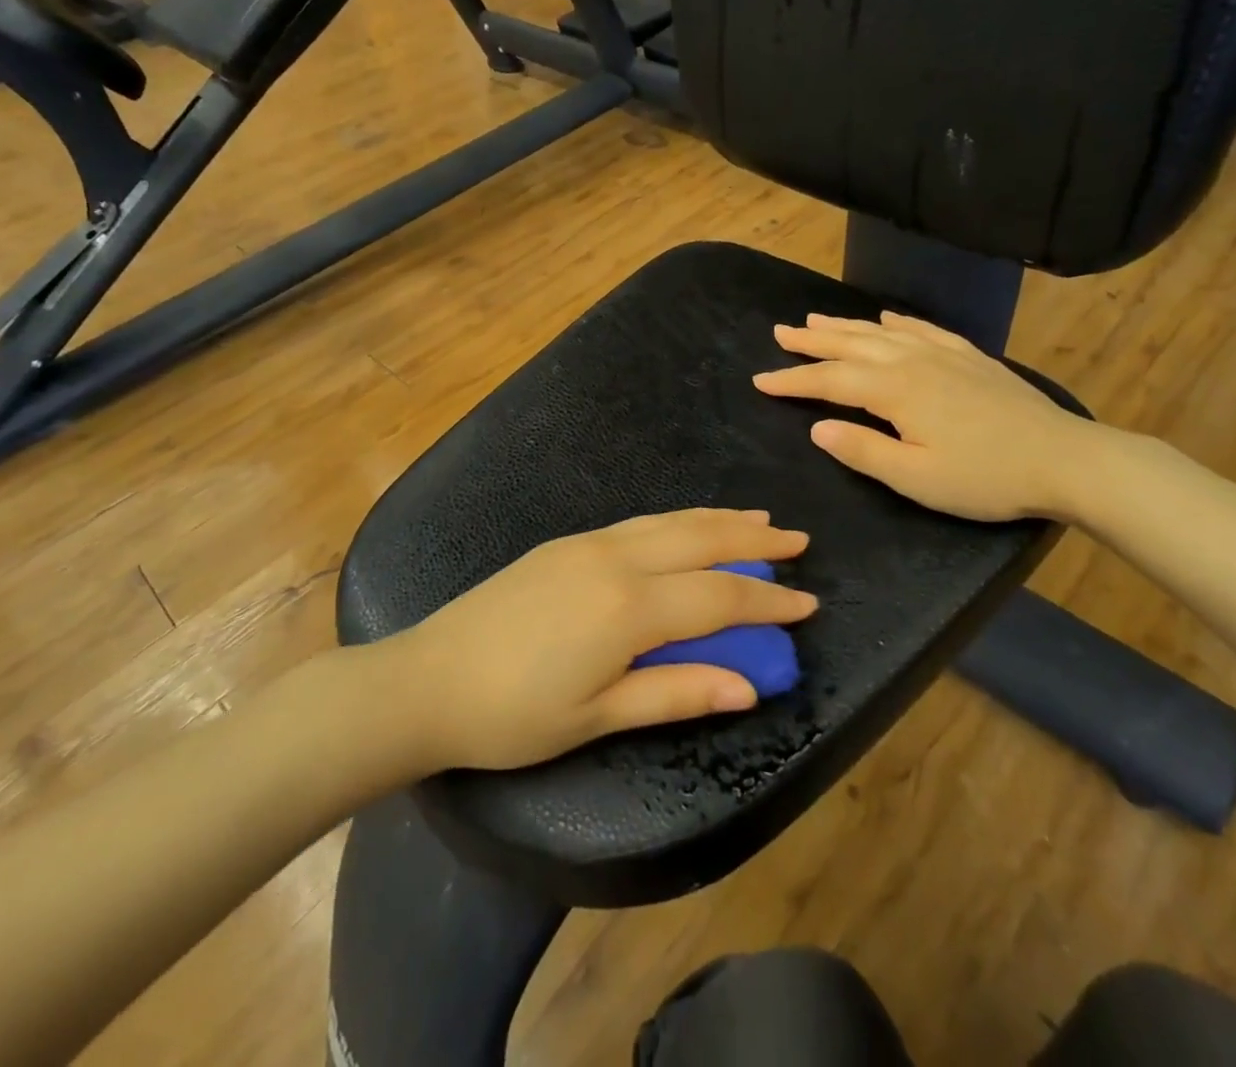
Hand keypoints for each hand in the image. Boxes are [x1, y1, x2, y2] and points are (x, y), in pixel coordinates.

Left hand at [393, 510, 814, 771]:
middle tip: (797, 540)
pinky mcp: (567, 542)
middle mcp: (617, 560)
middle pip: (701, 540)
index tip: (809, 602)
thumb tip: (749, 687)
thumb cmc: (512, 715)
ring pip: (671, 521)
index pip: (719, 595)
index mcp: (629, 607)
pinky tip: (687, 526)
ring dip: (719, 520)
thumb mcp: (597, 717)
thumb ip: (676, 694)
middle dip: (754, 540)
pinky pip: (641, 522)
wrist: (426, 680)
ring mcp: (589, 543)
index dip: (768, 600)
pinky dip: (679, 519)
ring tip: (757, 521)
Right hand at [752, 311, 1096, 522]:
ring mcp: (944, 355)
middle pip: (851, 345)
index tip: (760, 380)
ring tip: (816, 319)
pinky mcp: (969, 357)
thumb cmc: (985, 477)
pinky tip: (888, 318)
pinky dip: (898, 322)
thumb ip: (863, 451)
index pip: (830, 381)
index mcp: (895, 391)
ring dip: (846, 326)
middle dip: (812, 341)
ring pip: (882, 333)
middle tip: (780, 333)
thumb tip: (817, 427)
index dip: (793, 380)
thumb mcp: (917, 478)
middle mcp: (913, 362)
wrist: (1063, 459)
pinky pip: (923, 330)